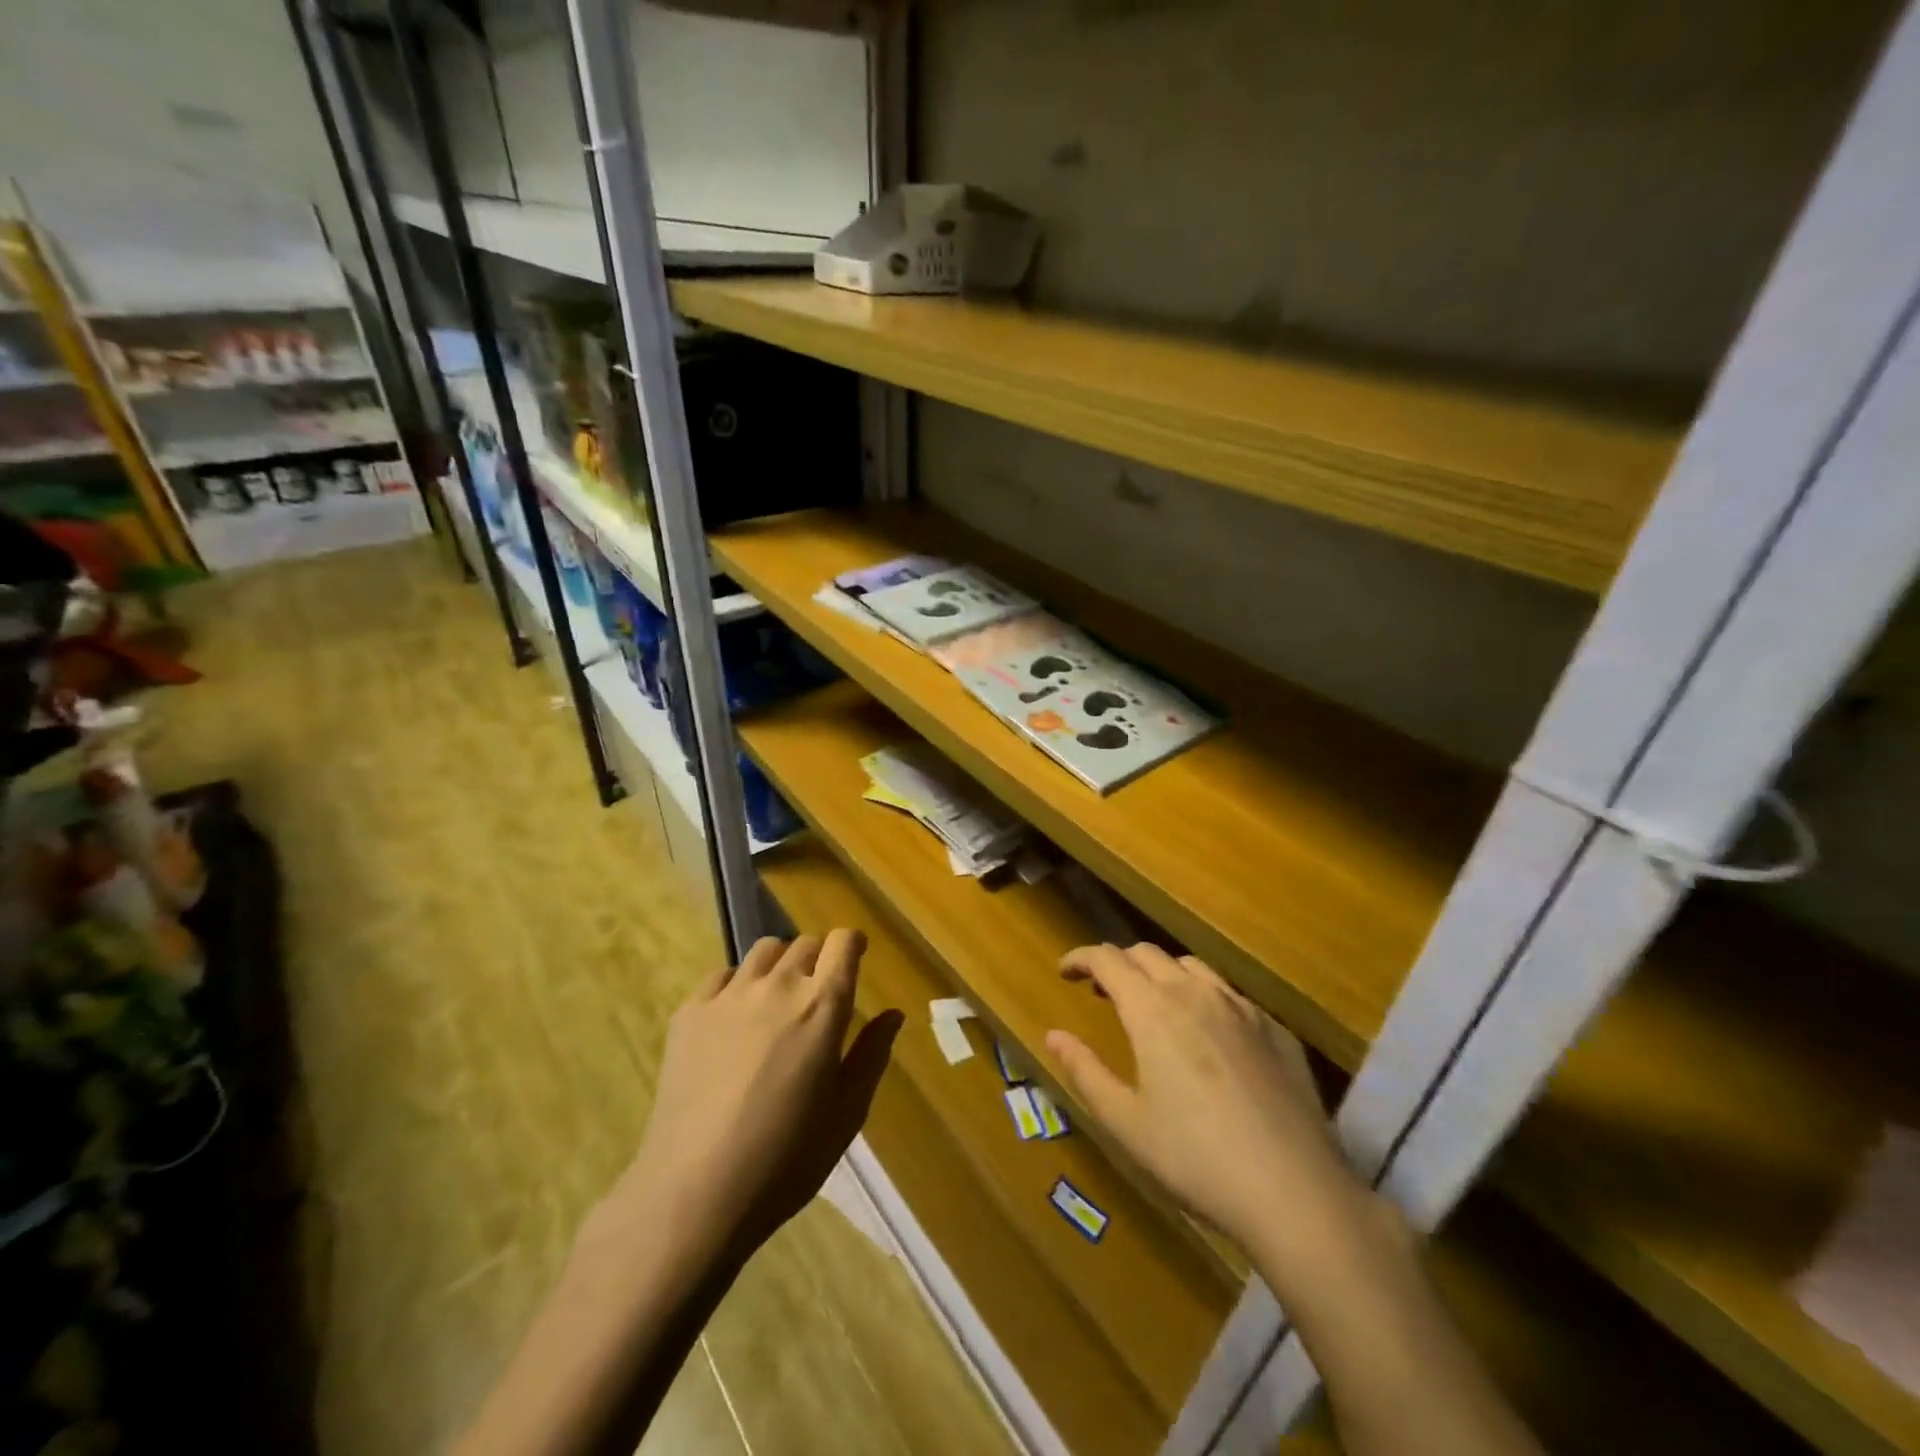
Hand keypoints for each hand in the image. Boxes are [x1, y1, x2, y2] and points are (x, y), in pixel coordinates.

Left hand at [625, 932, 901, 1258]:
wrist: (694, 1193)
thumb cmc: (785, 1160)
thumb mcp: (846, 1114)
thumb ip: (871, 1055)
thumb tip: (893, 1015)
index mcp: (822, 1006)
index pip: (843, 943)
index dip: (852, 945)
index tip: (855, 957)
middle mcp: (778, 986)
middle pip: (805, 944)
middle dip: (819, 959)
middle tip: (816, 994)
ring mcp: (729, 995)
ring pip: (764, 951)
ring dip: (780, 965)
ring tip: (776, 1002)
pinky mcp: (689, 1012)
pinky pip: (722, 976)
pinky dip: (737, 986)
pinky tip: (734, 1022)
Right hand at [1047, 943, 1364, 1259]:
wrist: (1296, 1192)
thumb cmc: (1196, 1159)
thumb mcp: (1126, 1123)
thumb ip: (1085, 1071)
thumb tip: (1053, 1035)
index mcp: (1153, 1010)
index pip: (1108, 959)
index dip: (1081, 958)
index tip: (1065, 970)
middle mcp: (1195, 993)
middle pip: (1147, 954)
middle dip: (1118, 963)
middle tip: (1102, 989)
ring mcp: (1241, 1008)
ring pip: (1191, 966)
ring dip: (1161, 973)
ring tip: (1153, 1004)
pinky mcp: (1275, 1029)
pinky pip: (1229, 993)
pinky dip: (1202, 996)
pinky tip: (1208, 1034)